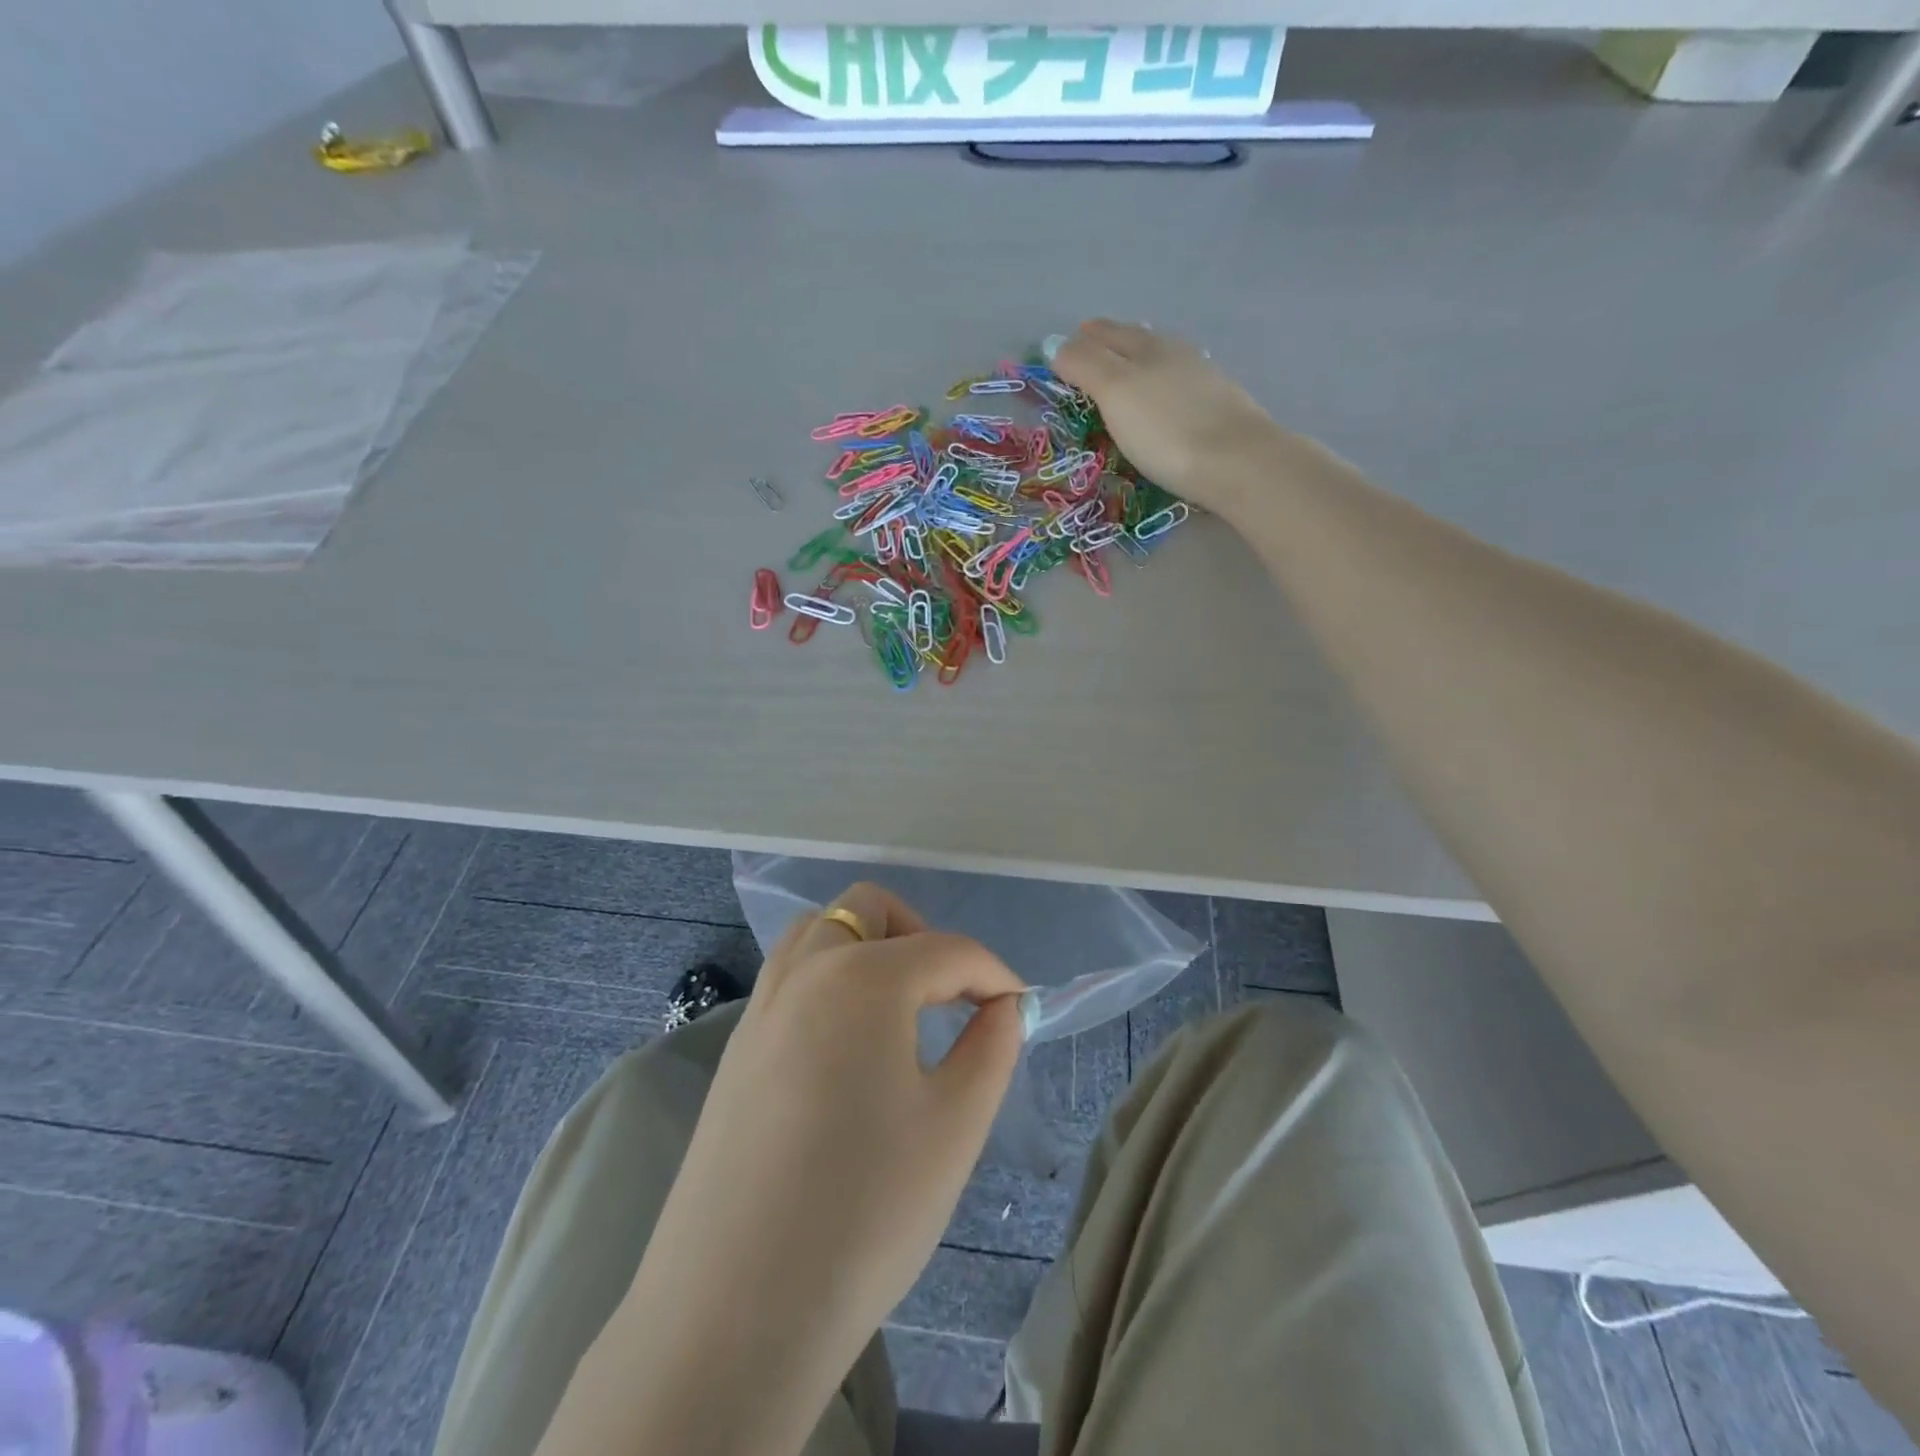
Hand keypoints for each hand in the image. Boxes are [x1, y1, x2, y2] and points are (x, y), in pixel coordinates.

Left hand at [614, 884, 1024, 1453]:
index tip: (1020, 1009)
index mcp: (863, 977)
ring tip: (900, 1012)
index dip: (993, 974)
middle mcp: (805, 971)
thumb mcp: (955, 1125)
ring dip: (867, 947)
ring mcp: (761, 1006)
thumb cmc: (865, 1210)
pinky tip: (848, 1048)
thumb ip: (991, 1046)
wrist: (734, 1310)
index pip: (947, 950)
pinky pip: (790, 978)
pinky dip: (830, 980)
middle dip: (921, 936)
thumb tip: (1002, 1006)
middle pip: (869, 909)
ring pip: (820, 932)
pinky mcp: (735, 1048)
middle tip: (950, 997)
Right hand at [1052, 319, 1292, 519]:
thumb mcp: (1115, 392)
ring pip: (1162, 362)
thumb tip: (1055, 343)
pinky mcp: (1219, 409)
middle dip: (1111, 345)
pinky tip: (1163, 401)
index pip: (1107, 334)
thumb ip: (1085, 365)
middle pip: (1137, 341)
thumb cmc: (1165, 429)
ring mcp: (1202, 380)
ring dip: (1139, 365)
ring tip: (1124, 376)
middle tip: (1091, 353)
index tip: (1065, 346)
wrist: (1236, 462)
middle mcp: (1175, 354)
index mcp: (1146, 346)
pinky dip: (1162, 388)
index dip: (1084, 340)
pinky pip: (1180, 388)